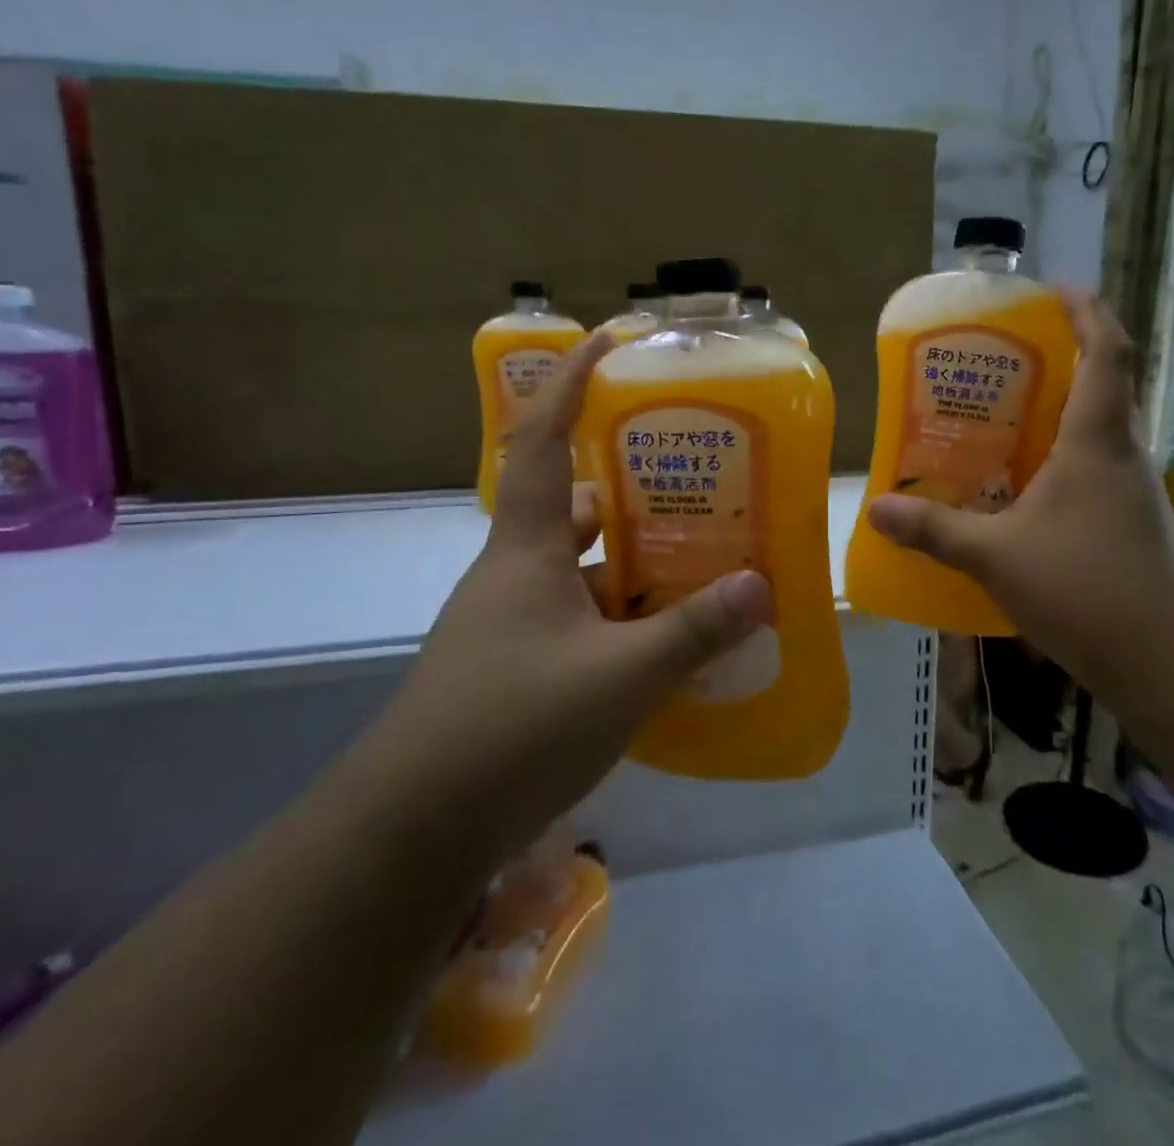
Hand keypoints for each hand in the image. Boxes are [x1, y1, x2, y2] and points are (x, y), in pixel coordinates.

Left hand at [373, 330, 771, 856]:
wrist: (411, 831)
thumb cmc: (512, 727)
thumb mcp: (621, 677)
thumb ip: (694, 631)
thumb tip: (761, 586)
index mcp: (527, 549)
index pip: (541, 440)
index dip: (569, 384)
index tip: (605, 341)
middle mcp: (512, 573)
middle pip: (571, 504)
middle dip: (626, 483)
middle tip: (689, 476)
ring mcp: (508, 622)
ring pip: (578, 567)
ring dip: (627, 557)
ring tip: (692, 555)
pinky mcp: (511, 668)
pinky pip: (575, 617)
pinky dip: (616, 614)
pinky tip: (658, 637)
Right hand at [867, 293, 1173, 678]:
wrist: (1165, 659)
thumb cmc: (1084, 588)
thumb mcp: (996, 556)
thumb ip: (935, 530)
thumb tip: (876, 509)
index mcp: (1097, 441)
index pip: (1107, 352)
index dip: (1087, 311)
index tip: (1054, 290)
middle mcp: (1121, 454)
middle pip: (1100, 385)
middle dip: (1059, 359)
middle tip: (999, 360)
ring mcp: (1129, 490)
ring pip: (1094, 430)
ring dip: (1054, 412)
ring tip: (997, 417)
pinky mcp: (1127, 521)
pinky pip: (1090, 467)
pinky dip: (1057, 457)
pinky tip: (1017, 484)